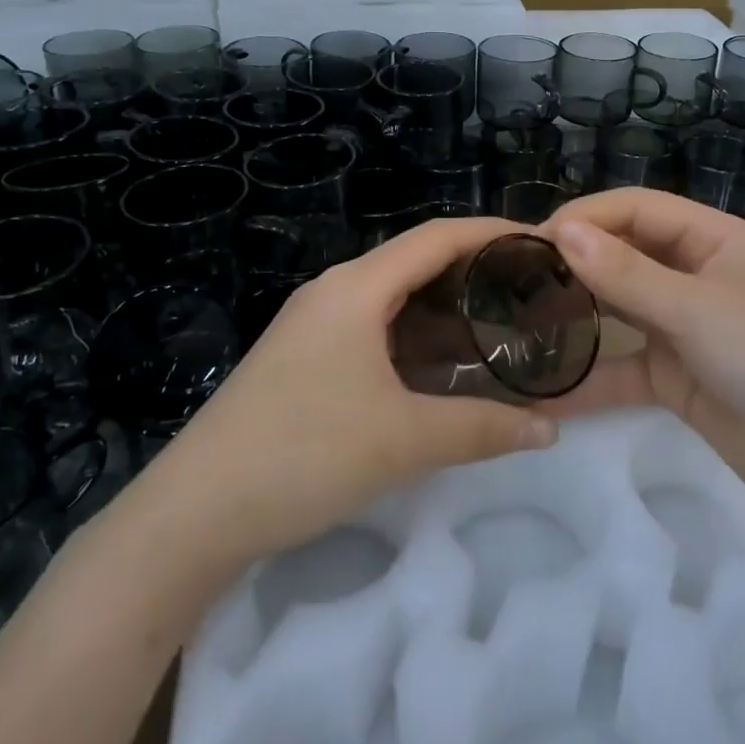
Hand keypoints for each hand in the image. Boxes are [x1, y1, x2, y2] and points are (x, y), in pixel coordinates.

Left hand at [150, 219, 558, 567]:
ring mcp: (312, 325)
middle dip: (472, 271)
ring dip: (442, 309)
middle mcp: (334, 292)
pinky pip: (371, 329)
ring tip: (496, 327)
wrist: (195, 511)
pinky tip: (440, 368)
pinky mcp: (302, 358)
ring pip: (392, 300)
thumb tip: (550, 429)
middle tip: (528, 290)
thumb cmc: (304, 454)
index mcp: (356, 287)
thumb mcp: (403, 439)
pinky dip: (413, 338)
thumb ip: (482, 428)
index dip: (490, 232)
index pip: (436, 237)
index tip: (540, 242)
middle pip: (414, 262)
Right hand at [540, 189, 744, 518]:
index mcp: (712, 239)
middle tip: (516, 278)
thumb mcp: (697, 309)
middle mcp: (695, 275)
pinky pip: (623, 366)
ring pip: (619, 308)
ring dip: (578, 313)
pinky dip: (591, 376)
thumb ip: (626, 274)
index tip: (532, 239)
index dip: (585, 217)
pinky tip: (547, 388)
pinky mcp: (676, 376)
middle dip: (575, 262)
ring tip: (520, 319)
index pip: (636, 209)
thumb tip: (560, 231)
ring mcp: (684, 327)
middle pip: (624, 254)